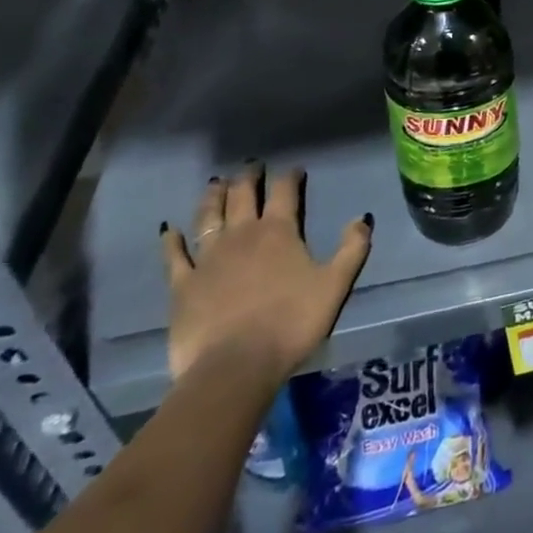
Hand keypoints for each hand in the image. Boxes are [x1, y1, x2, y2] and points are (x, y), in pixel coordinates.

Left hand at [159, 165, 371, 389]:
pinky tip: (170, 230)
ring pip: (209, 217)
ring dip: (213, 197)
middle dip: (248, 177)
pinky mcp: (182, 285)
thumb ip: (352, 248)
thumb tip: (362, 217)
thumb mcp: (335, 285)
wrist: (234, 366)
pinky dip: (172, 240)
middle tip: (250, 166)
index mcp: (279, 232)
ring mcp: (208, 258)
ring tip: (216, 183)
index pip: (285, 192)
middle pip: (243, 196)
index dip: (290, 176)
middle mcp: (242, 235)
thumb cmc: (291, 323)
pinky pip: (175, 256)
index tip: (294, 168)